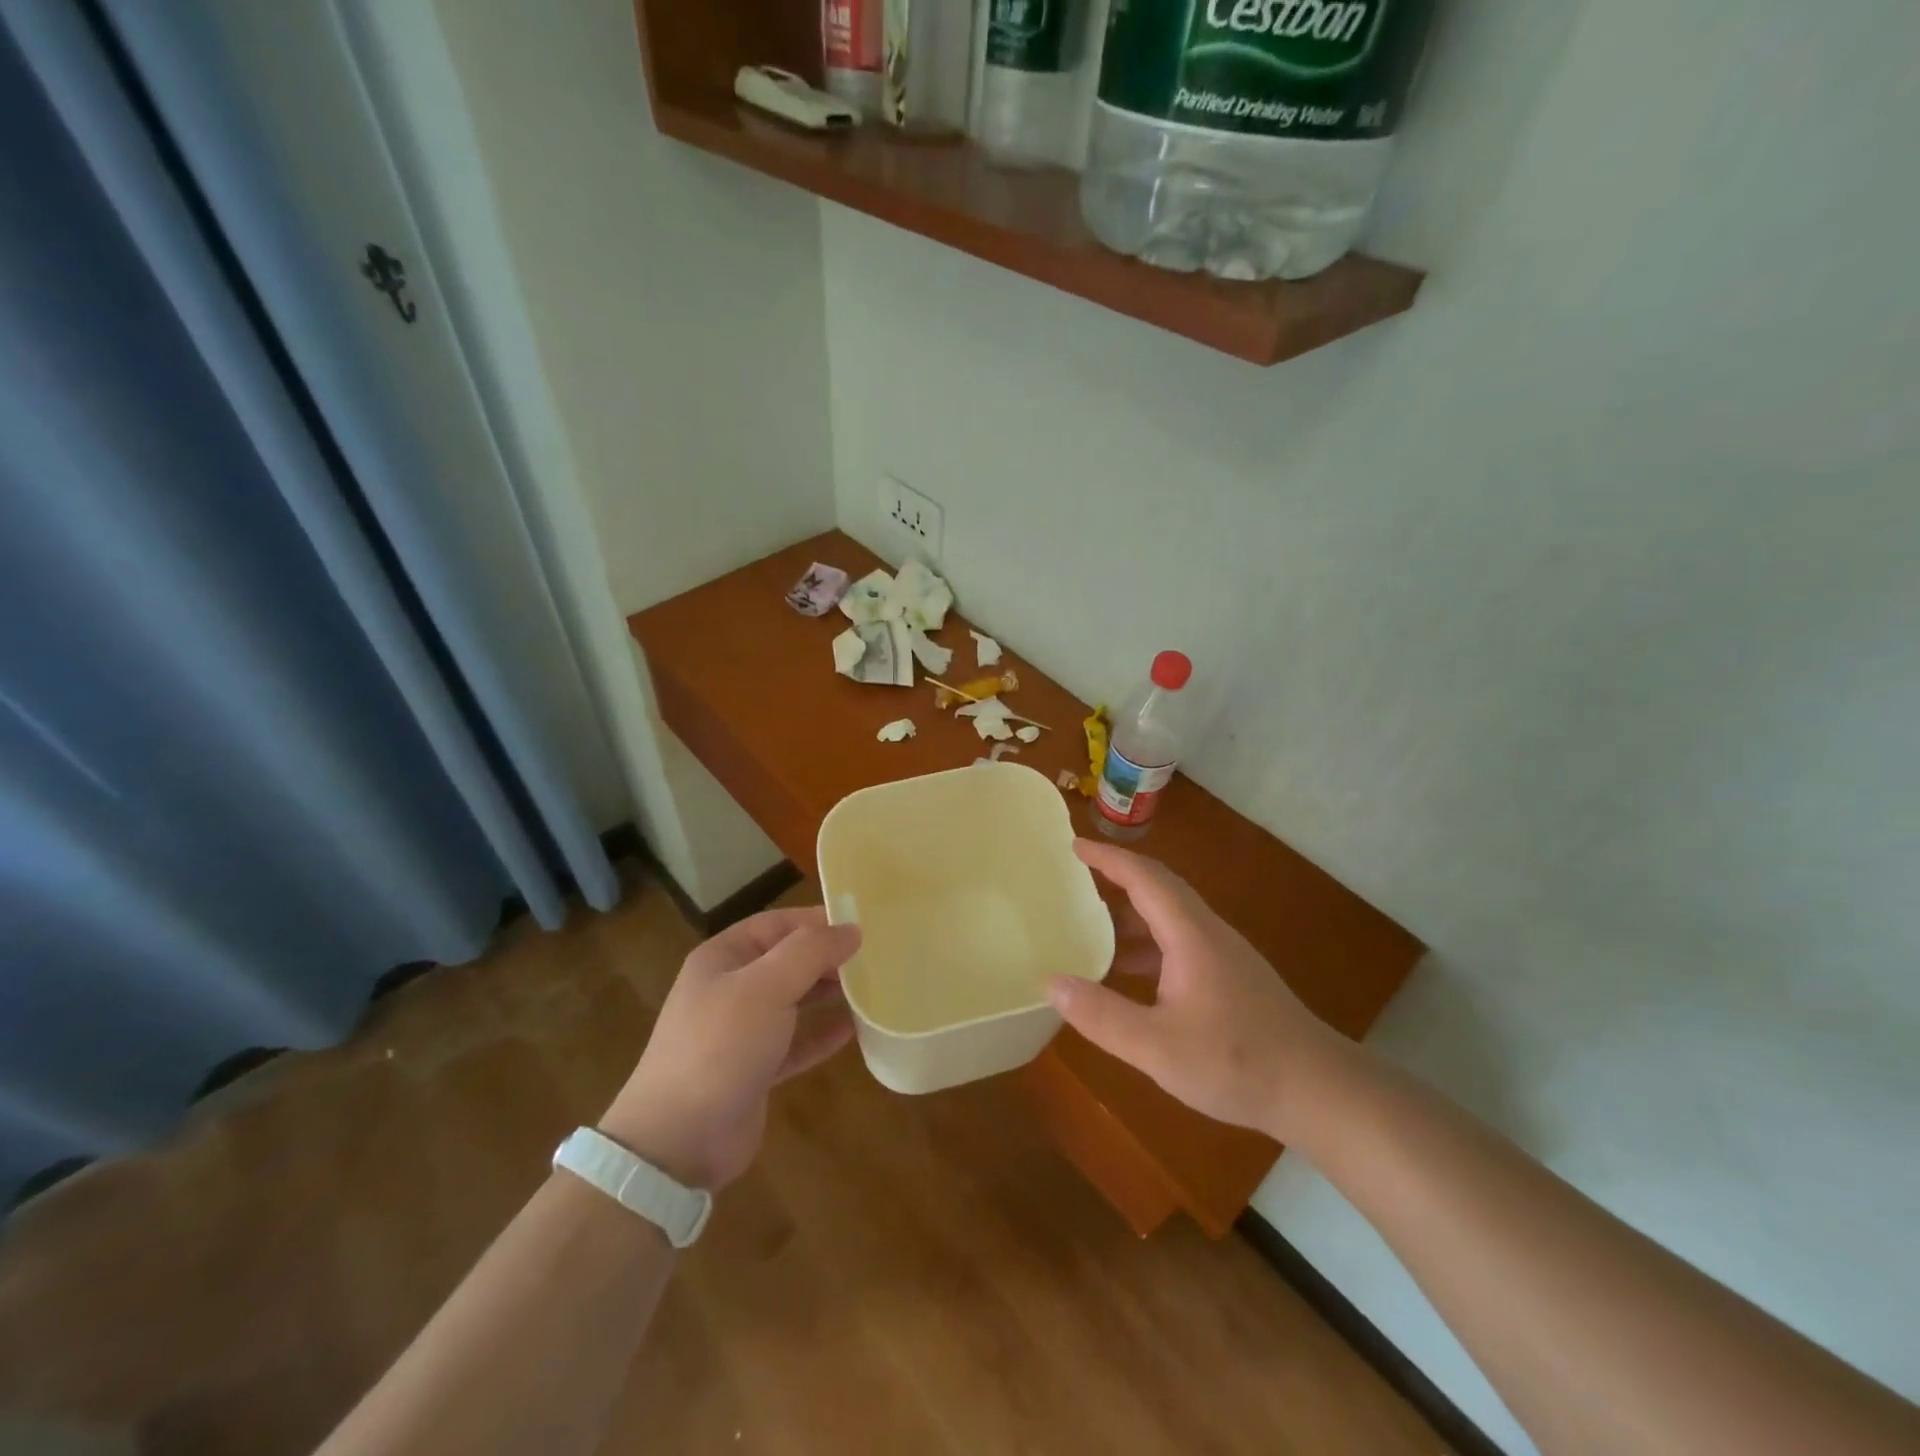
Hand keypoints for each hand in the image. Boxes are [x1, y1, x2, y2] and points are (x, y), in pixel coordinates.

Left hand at [600, 907, 860, 1191]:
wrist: (678, 1142)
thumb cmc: (721, 1046)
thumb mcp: (766, 987)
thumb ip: (811, 952)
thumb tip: (852, 929)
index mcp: (723, 958)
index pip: (777, 924)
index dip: (817, 920)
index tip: (862, 923)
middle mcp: (730, 988)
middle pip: (787, 960)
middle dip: (827, 957)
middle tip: (875, 956)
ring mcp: (741, 1032)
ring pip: (794, 1000)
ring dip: (829, 993)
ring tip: (872, 987)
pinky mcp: (755, 1070)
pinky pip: (796, 1042)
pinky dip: (822, 1034)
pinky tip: (854, 1030)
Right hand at [1048, 840, 1361, 1144]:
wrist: (1319, 1090)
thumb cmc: (1237, 1062)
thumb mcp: (1157, 1047)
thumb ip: (1102, 1015)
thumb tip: (1052, 982)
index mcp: (1190, 934)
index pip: (1144, 877)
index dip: (1107, 858)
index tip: (1073, 845)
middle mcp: (1207, 933)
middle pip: (1159, 887)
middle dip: (1116, 875)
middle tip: (1075, 877)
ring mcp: (1223, 954)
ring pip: (1170, 915)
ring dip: (1131, 910)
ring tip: (1091, 922)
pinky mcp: (1231, 976)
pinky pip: (1179, 940)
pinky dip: (1147, 941)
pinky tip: (1129, 971)